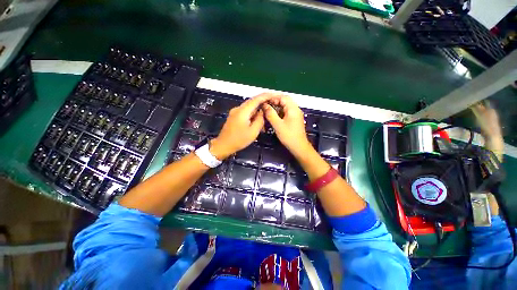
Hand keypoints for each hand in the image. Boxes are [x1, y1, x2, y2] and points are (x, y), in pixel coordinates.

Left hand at [210, 93, 273, 158]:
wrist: (223, 145)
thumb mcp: (253, 131)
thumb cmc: (239, 140)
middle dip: (263, 101)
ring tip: (267, 110)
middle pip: (252, 101)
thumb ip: (260, 119)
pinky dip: (253, 112)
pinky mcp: (234, 116)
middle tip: (273, 102)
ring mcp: (235, 112)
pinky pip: (246, 111)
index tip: (274, 95)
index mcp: (243, 111)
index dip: (266, 96)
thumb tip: (262, 111)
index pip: (256, 99)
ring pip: (249, 107)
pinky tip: (258, 117)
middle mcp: (238, 108)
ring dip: (258, 108)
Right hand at [262, 95, 313, 157]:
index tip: (265, 101)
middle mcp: (296, 109)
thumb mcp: (278, 125)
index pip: (283, 97)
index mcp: (293, 109)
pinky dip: (280, 112)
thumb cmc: (289, 136)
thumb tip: (265, 105)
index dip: (273, 97)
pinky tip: (274, 115)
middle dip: (275, 101)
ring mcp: (296, 114)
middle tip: (266, 105)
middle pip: (285, 100)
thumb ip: (270, 114)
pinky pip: (286, 112)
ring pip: (285, 106)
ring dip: (277, 106)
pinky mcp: (294, 119)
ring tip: (268, 110)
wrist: (299, 146)